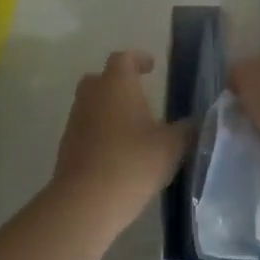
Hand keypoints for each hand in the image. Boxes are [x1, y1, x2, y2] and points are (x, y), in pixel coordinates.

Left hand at [52, 51, 191, 234]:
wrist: (86, 201)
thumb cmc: (133, 162)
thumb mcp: (172, 146)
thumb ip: (185, 130)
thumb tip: (191, 123)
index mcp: (116, 84)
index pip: (124, 58)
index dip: (138, 59)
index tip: (151, 67)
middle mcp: (92, 96)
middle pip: (101, 78)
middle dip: (119, 83)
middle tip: (140, 96)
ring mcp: (75, 121)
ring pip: (92, 104)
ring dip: (110, 110)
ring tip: (134, 128)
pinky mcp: (67, 146)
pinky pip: (86, 128)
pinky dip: (101, 132)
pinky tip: (119, 152)